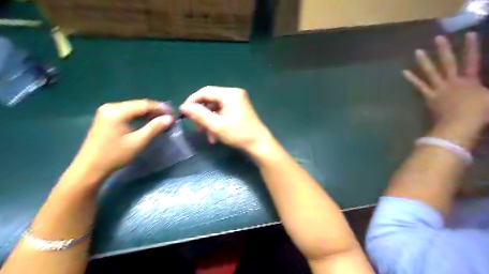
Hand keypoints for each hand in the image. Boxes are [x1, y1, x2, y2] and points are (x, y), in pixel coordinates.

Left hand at [69, 100, 173, 178]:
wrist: (90, 168)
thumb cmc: (115, 155)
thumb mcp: (138, 142)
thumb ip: (154, 128)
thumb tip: (170, 118)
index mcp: (117, 111)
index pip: (144, 104)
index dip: (160, 108)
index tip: (173, 114)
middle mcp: (111, 107)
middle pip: (138, 104)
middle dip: (155, 110)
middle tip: (169, 117)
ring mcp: (107, 111)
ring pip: (133, 108)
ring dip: (148, 113)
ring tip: (161, 120)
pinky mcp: (106, 117)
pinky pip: (127, 112)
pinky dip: (138, 116)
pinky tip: (146, 122)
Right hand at [179, 85, 270, 152]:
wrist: (259, 144)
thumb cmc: (239, 135)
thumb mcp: (216, 126)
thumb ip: (199, 115)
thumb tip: (183, 107)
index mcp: (230, 94)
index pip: (205, 92)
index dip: (192, 101)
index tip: (184, 113)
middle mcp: (234, 94)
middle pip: (211, 100)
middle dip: (202, 115)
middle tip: (197, 127)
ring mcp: (237, 101)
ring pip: (216, 108)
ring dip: (209, 122)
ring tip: (208, 136)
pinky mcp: (239, 109)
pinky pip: (223, 112)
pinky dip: (217, 123)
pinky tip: (215, 136)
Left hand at [406, 32, 488, 128]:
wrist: (460, 124)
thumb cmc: (480, 112)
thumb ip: (488, 91)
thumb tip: (486, 88)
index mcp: (470, 80)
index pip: (471, 60)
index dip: (471, 47)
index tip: (469, 34)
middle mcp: (453, 81)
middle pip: (448, 62)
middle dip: (444, 49)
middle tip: (437, 38)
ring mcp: (439, 89)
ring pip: (430, 72)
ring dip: (424, 61)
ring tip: (417, 51)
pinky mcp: (429, 97)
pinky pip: (419, 86)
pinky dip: (412, 79)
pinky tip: (403, 72)